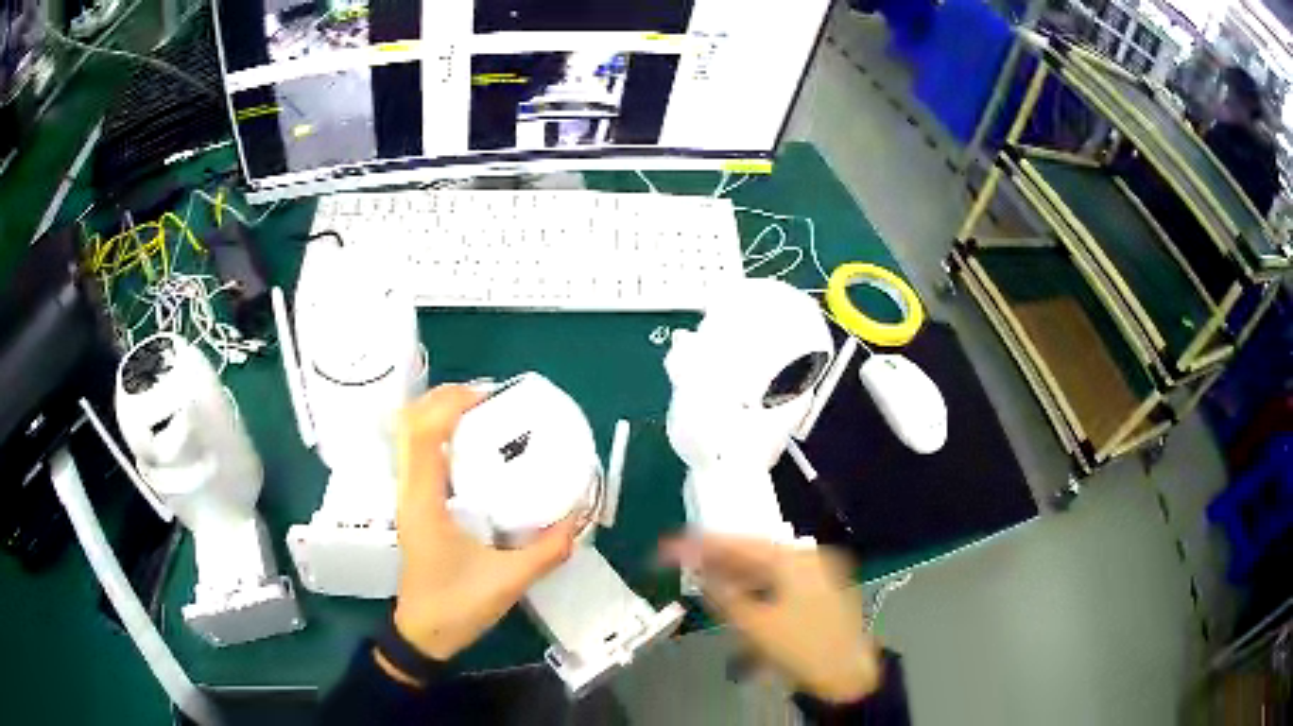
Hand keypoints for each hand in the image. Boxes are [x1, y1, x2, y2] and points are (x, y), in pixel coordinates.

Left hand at [390, 384, 580, 661]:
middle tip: (490, 399)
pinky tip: (474, 448)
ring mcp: (408, 497)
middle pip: (410, 423)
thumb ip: (547, 550)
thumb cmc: (456, 607)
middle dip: (445, 399)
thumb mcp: (508, 581)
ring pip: (411, 437)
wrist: (423, 635)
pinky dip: (440, 437)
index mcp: (424, 501)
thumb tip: (579, 517)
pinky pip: (420, 455)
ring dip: (440, 415)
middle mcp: (409, 491)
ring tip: (483, 414)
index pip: (423, 433)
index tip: (490, 396)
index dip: (450, 403)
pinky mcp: (415, 506)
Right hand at [660, 536, 881, 703]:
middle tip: (680, 561)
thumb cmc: (802, 648)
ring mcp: (817, 575)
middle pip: (753, 553)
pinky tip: (734, 595)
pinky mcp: (819, 592)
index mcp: (795, 559)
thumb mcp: (755, 625)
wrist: (848, 676)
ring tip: (701, 577)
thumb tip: (700, 573)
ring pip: (766, 569)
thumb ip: (723, 595)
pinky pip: (778, 582)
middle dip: (717, 559)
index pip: (740, 544)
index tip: (670, 546)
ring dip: (733, 574)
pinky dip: (754, 587)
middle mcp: (808, 559)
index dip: (702, 545)